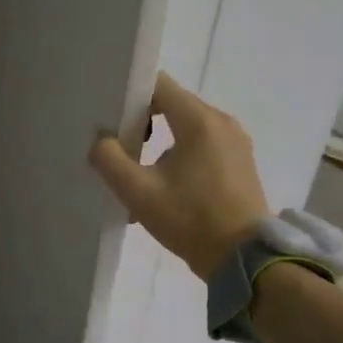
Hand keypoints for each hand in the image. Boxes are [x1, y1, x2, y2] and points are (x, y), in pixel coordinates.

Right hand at [88, 72, 269, 279]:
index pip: (159, 85)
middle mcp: (222, 122)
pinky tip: (166, 186)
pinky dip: (181, 156)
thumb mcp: (138, 192)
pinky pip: (204, 146)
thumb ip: (110, 160)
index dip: (130, 95)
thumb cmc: (190, 219)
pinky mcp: (240, 163)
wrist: (242, 257)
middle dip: (143, 122)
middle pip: (173, 105)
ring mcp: (236, 143)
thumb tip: (101, 142)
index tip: (111, 119)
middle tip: (120, 149)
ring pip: (188, 128)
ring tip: (140, 174)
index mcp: (200, 120)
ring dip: (161, 143)